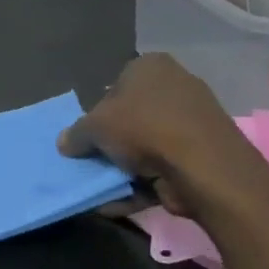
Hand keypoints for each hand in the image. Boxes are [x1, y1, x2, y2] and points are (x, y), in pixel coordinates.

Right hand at [58, 54, 268, 219]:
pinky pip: (164, 166)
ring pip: (147, 145)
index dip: (97, 111)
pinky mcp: (203, 154)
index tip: (87, 136)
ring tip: (102, 187)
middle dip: (112, 142)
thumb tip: (64, 143)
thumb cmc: (143, 128)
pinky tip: (118, 202)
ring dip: (124, 167)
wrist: (204, 167)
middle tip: (93, 160)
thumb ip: (75, 134)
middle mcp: (175, 86)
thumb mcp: (93, 127)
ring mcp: (193, 122)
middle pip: (131, 116)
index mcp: (150, 66)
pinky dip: (142, 184)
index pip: (114, 85)